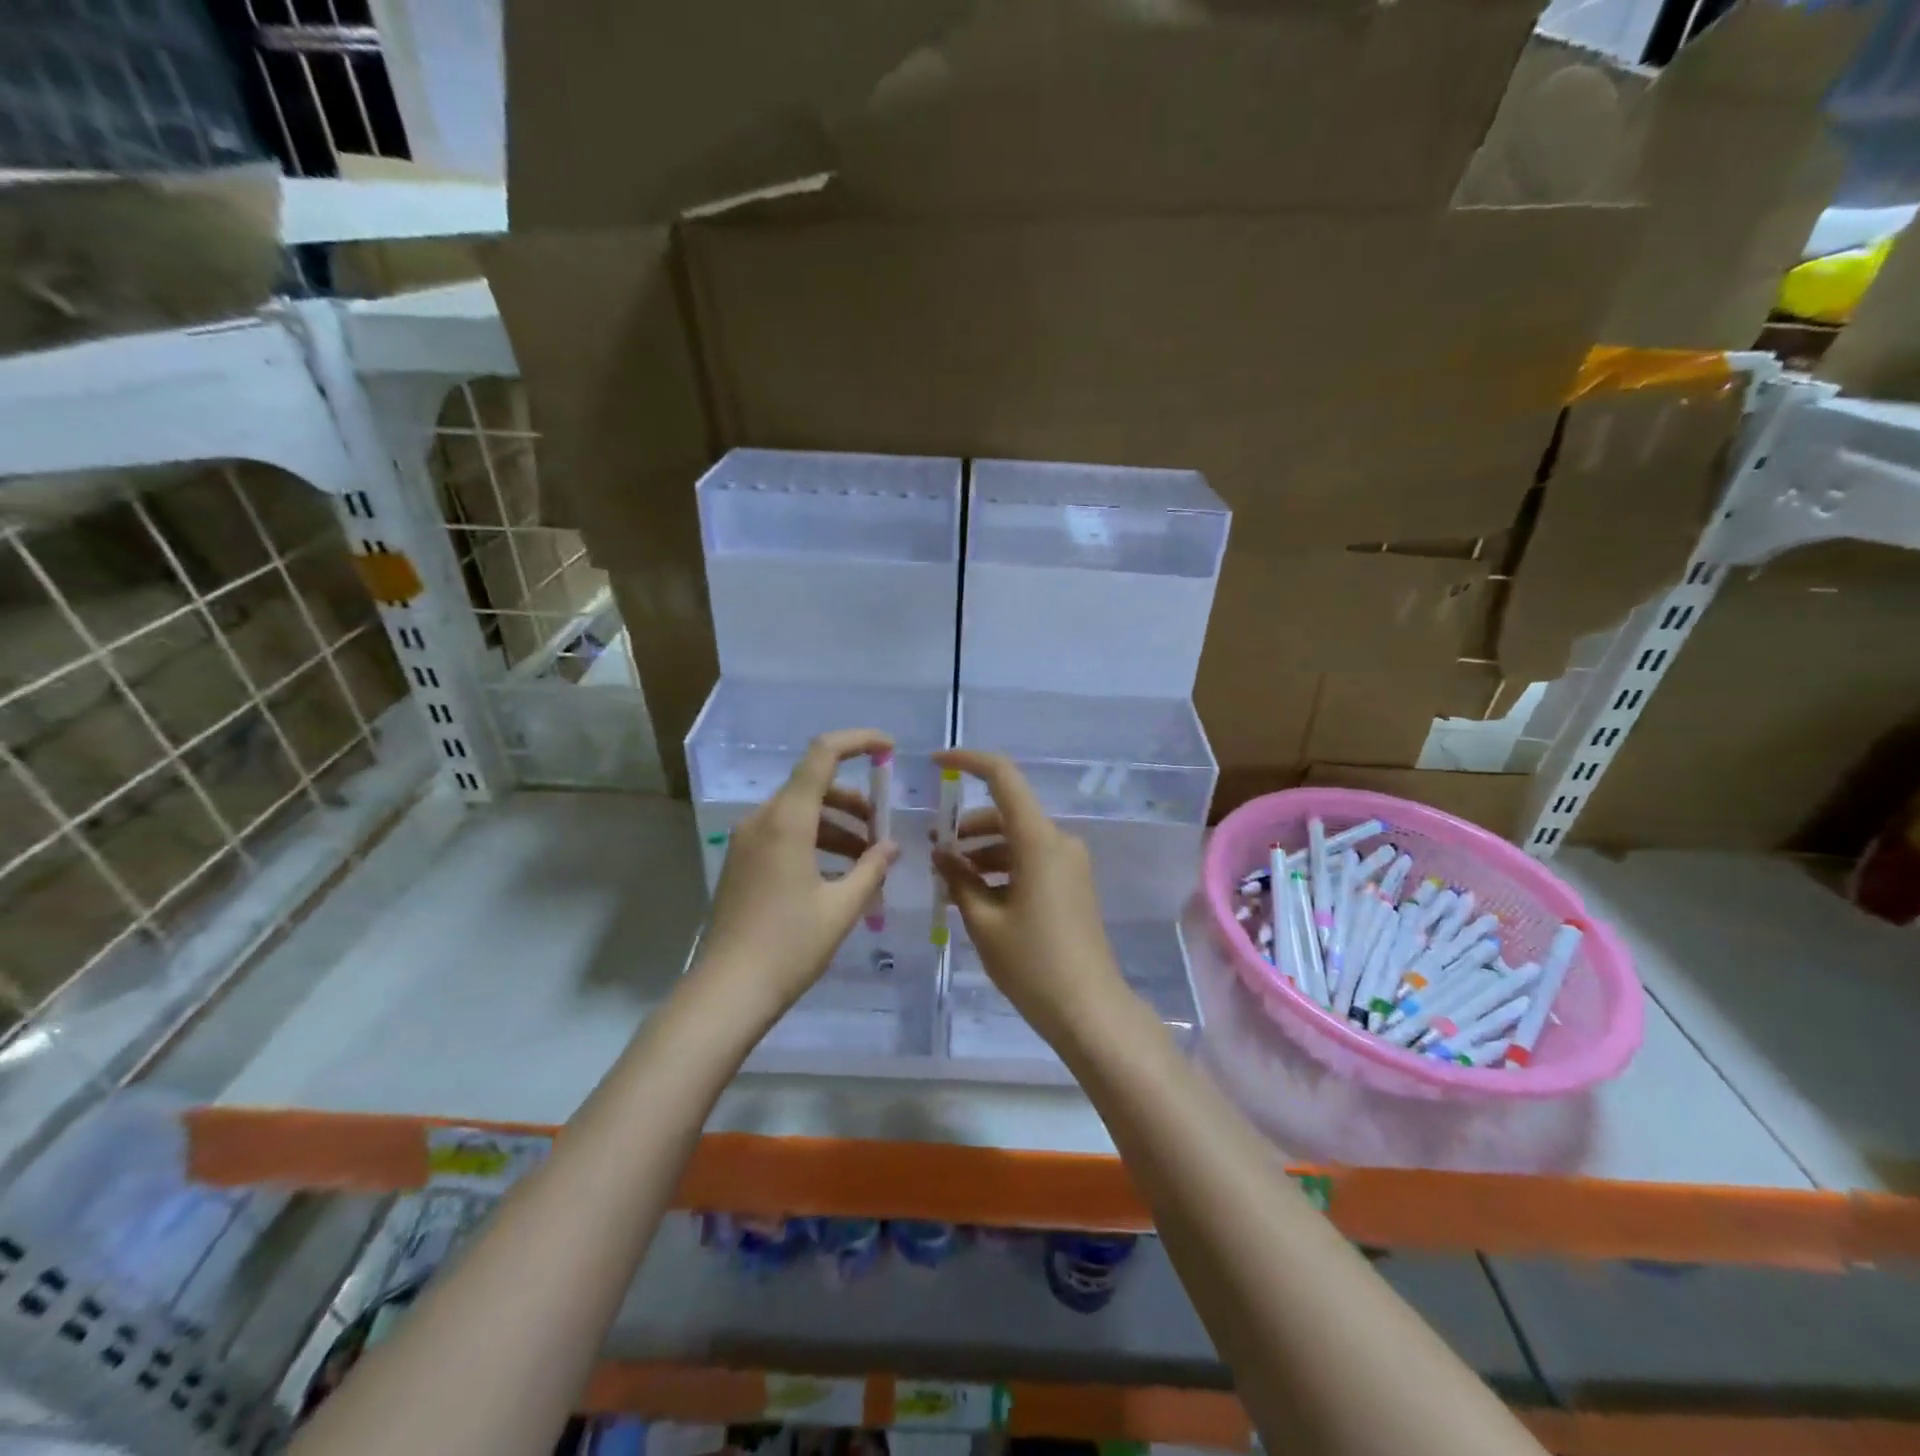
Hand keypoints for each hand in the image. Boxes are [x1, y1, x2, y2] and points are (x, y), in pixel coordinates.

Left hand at [697, 729, 899, 1022]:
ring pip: (801, 813)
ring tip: (867, 860)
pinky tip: (838, 875)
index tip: (889, 749)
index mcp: (787, 820)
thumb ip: (871, 868)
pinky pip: (785, 834)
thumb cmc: (790, 946)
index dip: (858, 741)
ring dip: (837, 826)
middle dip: (855, 801)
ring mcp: (747, 841)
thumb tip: (889, 846)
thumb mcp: (842, 907)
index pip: (822, 754)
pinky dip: (815, 841)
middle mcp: (762, 820)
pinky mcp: (742, 862)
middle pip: (814, 786)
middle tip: (883, 832)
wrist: (728, 991)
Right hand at [931, 748, 1124, 1040]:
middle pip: (1007, 813)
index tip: (935, 764)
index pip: (1003, 778)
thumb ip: (959, 879)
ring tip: (948, 877)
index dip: (968, 761)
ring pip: (1017, 838)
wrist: (1089, 1010)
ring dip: (982, 850)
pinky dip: (1001, 867)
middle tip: (932, 849)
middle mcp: (1059, 841)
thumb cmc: (1033, 964)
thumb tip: (941, 853)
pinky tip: (975, 894)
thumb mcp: (984, 922)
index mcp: (1039, 841)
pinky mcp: (1072, 884)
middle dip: (967, 825)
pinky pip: (1030, 859)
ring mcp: (1069, 863)